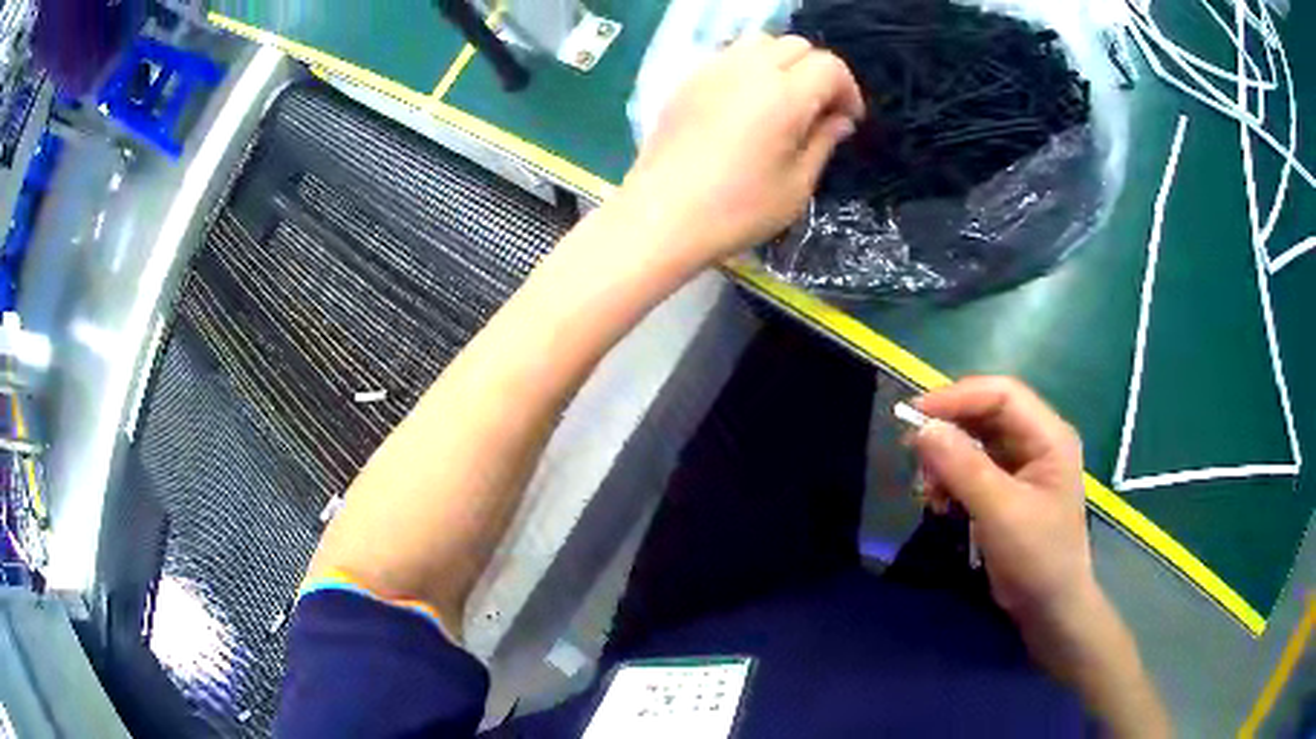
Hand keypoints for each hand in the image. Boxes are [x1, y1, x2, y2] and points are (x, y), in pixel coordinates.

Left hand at [618, 34, 864, 269]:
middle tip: (819, 111)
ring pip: (760, 43)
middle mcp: (749, 69)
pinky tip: (746, 104)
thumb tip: (839, 119)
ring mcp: (713, 70)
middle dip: (818, 72)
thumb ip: (823, 142)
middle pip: (796, 46)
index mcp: (784, 94)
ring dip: (782, 63)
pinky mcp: (687, 81)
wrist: (660, 216)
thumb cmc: (737, 209)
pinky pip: (728, 56)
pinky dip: (750, 68)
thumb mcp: (796, 185)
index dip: (847, 90)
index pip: (829, 66)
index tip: (847, 120)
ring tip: (783, 101)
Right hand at [912, 377, 1094, 623]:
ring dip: (948, 457)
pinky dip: (952, 478)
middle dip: (950, 429)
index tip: (915, 414)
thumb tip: (922, 430)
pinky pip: (974, 466)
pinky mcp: (1008, 487)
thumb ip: (964, 468)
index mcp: (1049, 436)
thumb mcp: (1001, 512)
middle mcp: (1037, 440)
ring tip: (929, 488)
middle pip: (987, 413)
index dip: (958, 397)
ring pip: (976, 439)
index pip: (1002, 395)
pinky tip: (941, 501)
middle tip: (914, 453)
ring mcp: (1023, 464)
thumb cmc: (1037, 558)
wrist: (1050, 608)